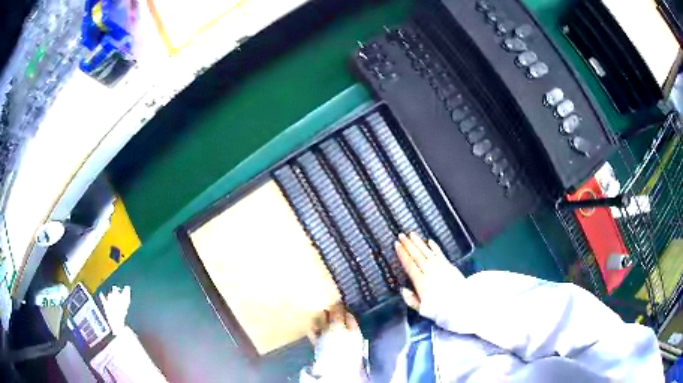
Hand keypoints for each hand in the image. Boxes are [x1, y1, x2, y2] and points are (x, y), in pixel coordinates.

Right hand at [307, 304, 365, 378]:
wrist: (332, 371)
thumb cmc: (338, 347)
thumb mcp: (338, 328)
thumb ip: (337, 316)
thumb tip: (337, 302)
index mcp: (354, 332)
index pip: (349, 316)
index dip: (341, 308)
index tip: (331, 299)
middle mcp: (347, 338)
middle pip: (338, 323)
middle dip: (330, 315)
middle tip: (320, 304)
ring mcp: (335, 345)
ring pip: (328, 331)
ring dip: (321, 323)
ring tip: (313, 313)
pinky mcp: (324, 352)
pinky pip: (319, 339)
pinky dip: (314, 332)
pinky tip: (308, 327)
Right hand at [395, 232, 463, 310]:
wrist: (463, 305)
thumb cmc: (440, 310)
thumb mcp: (423, 309)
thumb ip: (411, 300)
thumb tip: (403, 290)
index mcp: (421, 282)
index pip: (409, 265)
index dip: (402, 254)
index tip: (396, 245)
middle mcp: (430, 272)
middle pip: (417, 256)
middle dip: (408, 245)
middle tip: (401, 235)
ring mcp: (440, 267)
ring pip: (427, 252)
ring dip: (419, 242)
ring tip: (411, 234)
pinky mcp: (449, 266)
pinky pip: (439, 253)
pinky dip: (434, 246)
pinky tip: (429, 241)